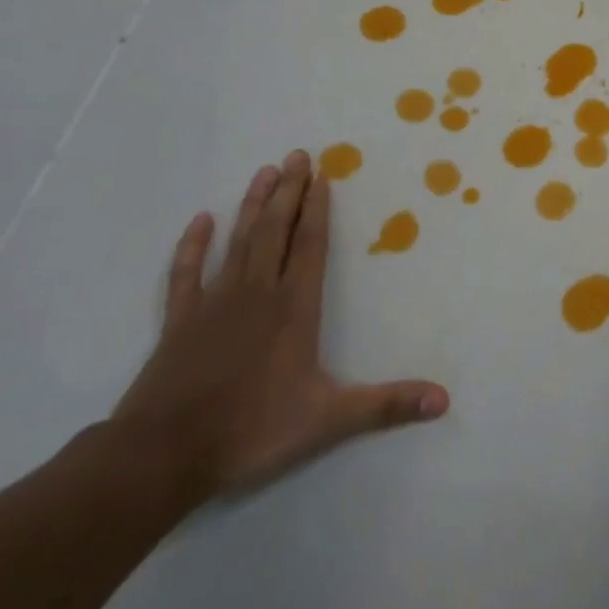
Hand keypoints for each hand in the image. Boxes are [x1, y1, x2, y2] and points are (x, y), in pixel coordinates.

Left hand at [113, 152, 448, 497]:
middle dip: (289, 191)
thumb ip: (387, 405)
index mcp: (294, 308)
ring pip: (237, 241)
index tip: (322, 174)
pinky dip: (193, 245)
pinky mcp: (180, 320)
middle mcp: (257, 293)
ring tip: (264, 172)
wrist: (164, 453)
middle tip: (297, 155)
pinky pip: (187, 273)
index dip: (317, 209)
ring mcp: (214, 303)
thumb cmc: (252, 430)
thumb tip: (444, 400)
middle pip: (274, 231)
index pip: (309, 246)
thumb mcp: (329, 419)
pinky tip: (201, 221)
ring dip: (252, 205)